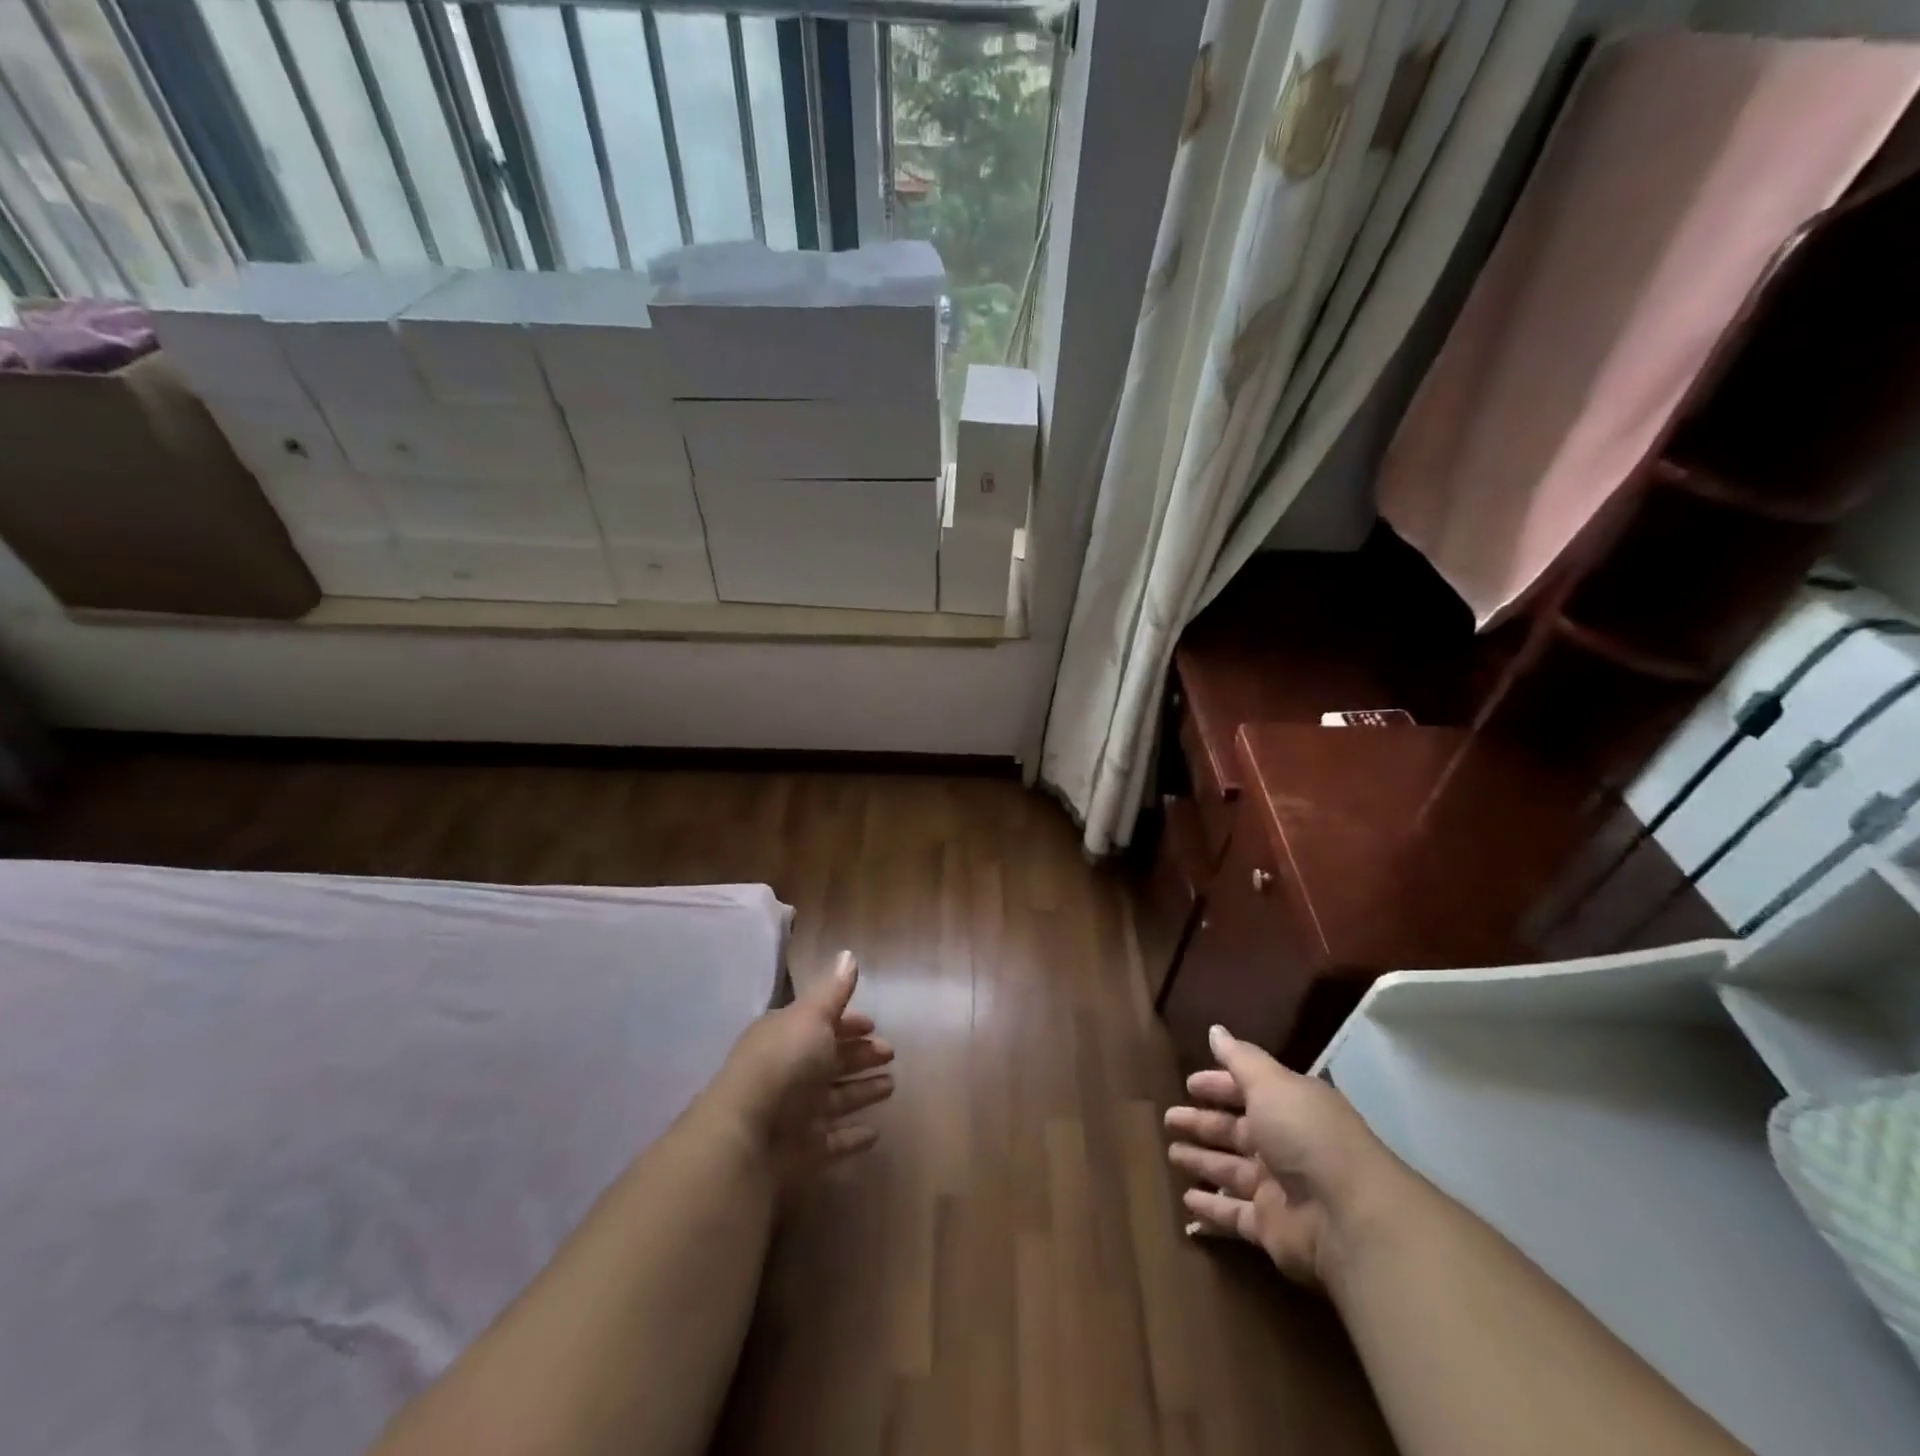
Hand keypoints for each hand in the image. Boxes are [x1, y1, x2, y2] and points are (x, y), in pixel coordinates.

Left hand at [704, 950, 894, 1188]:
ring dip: (861, 1091)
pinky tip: (874, 1134)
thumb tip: (848, 955)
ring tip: (891, 1086)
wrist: (747, 1135)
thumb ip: (834, 990)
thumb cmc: (784, 1063)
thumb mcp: (812, 1016)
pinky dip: (852, 1137)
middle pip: (831, 1060)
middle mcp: (790, 1072)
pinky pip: (833, 1140)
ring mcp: (796, 1113)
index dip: (849, 1023)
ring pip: (836, 1098)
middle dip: (860, 1055)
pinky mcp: (803, 1151)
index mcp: (787, 1036)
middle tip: (890, 1054)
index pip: (822, 1024)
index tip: (874, 1025)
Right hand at [1164, 1024, 1396, 1285]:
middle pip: (1235, 1131)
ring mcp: (1278, 1188)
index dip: (1218, 1086)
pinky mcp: (1270, 1227)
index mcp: (1289, 1107)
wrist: (1348, 1217)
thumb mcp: (1272, 1084)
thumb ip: (1240, 1059)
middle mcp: (1284, 1145)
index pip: (1247, 1090)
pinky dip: (1210, 1209)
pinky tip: (1186, 1205)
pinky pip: (1233, 1214)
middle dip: (1202, 1124)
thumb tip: (1215, 1030)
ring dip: (1202, 1162)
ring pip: (1230, 1170)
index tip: (1189, 1084)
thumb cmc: (1307, 1135)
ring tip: (1171, 1154)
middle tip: (1168, 1118)